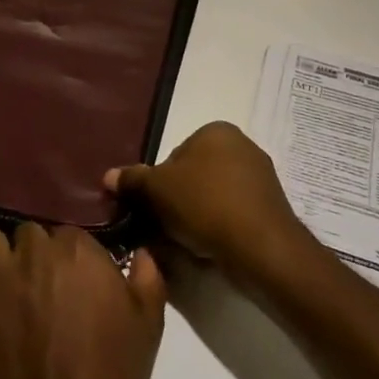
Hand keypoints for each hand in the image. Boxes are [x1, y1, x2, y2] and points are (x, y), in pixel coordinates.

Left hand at [0, 224, 165, 378]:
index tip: (75, 287)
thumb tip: (140, 253)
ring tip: (0, 290)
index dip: (71, 262)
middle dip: (33, 258)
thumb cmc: (110, 377)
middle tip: (40, 294)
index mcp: (77, 250)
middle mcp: (33, 251)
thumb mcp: (148, 326)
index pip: (69, 235)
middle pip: (27, 235)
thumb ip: (147, 278)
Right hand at [104, 122, 313, 276]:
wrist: (261, 247)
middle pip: (193, 176)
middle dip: (177, 200)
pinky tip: (209, 248)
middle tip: (165, 226)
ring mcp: (260, 178)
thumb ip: (132, 180)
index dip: (158, 183)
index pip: (174, 156)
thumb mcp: (156, 189)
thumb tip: (108, 176)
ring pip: (212, 197)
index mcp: (216, 131)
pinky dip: (218, 228)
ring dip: (196, 216)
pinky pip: (232, 214)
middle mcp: (242, 146)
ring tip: (186, 241)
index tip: (154, 207)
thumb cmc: (205, 204)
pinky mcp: (270, 208)